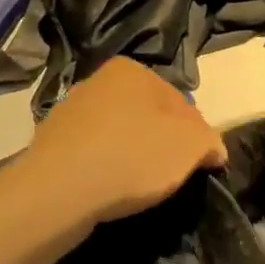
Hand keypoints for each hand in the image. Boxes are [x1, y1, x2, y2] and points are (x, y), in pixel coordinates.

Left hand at [18, 59, 227, 235]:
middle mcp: (98, 81)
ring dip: (132, 157)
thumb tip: (213, 150)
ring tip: (139, 190)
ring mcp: (70, 112)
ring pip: (119, 135)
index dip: (195, 136)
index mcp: (132, 70)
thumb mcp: (190, 146)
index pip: (179, 102)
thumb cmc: (133, 156)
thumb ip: (209, 142)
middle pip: (147, 116)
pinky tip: (109, 193)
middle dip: (162, 144)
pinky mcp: (52, 144)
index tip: (199, 165)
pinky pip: (93, 156)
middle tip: (172, 177)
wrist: (58, 191)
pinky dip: (105, 170)